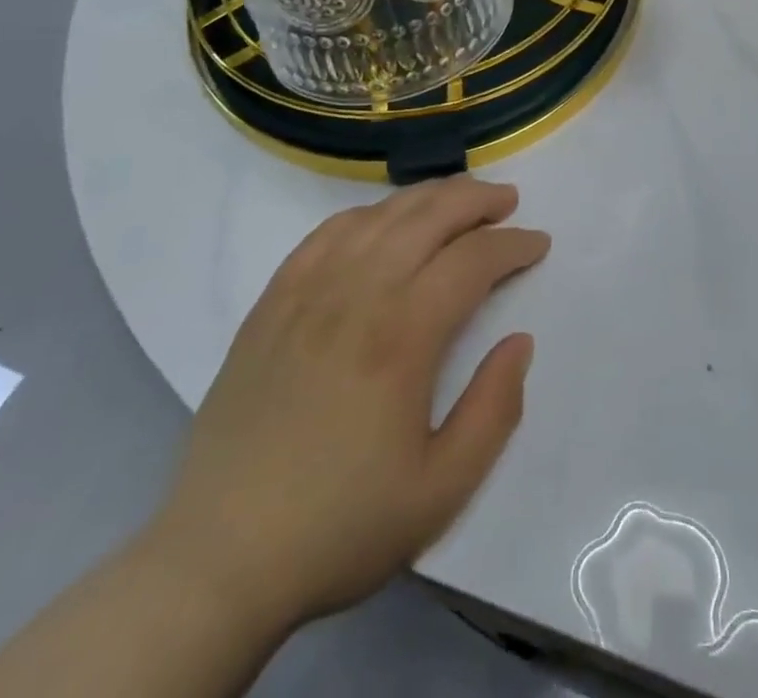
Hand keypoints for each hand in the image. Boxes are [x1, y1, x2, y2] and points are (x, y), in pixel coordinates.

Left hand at [145, 176, 547, 636]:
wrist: (219, 561)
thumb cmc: (340, 526)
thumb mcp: (441, 489)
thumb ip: (495, 410)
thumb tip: (519, 342)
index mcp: (402, 336)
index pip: (472, 260)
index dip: (512, 244)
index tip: (538, 244)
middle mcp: (356, 295)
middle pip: (428, 216)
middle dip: (477, 200)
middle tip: (508, 202)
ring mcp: (307, 293)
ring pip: (380, 215)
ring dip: (428, 197)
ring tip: (458, 199)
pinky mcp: (272, 303)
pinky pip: (326, 233)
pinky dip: (367, 214)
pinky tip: (383, 221)